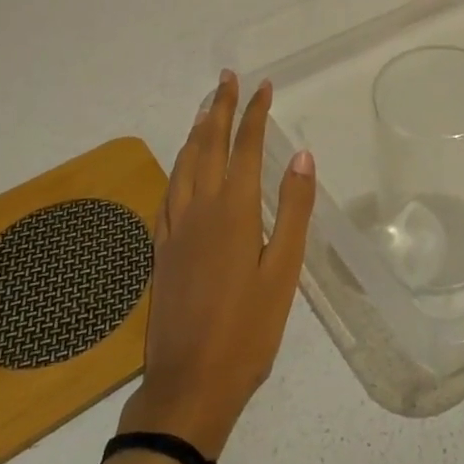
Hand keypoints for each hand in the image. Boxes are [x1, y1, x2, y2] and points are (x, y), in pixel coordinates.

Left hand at [118, 71, 316, 457]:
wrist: (188, 384)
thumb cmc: (248, 330)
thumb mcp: (284, 271)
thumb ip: (294, 210)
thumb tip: (302, 156)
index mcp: (234, 211)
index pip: (245, 147)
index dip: (254, 113)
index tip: (263, 86)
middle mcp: (199, 209)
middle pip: (209, 145)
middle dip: (220, 108)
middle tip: (227, 78)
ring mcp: (174, 228)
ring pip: (183, 164)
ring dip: (197, 130)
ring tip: (207, 107)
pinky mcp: (161, 248)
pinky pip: (169, 190)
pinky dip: (178, 165)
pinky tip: (182, 166)